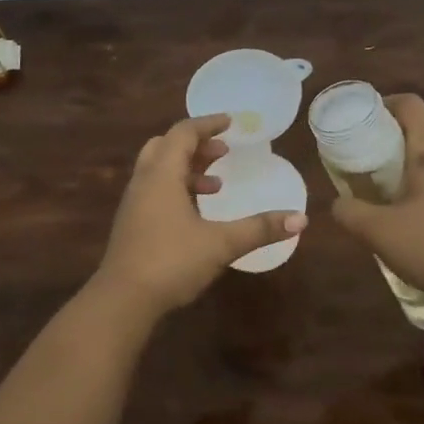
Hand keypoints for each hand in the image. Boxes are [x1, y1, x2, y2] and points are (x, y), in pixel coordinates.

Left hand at [94, 113, 307, 318]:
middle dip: (196, 144)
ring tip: (217, 184)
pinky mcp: (132, 223)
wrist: (122, 300)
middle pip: (166, 146)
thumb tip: (301, 218)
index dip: (208, 124)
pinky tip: (197, 214)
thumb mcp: (221, 244)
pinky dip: (177, 188)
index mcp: (162, 174)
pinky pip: (155, 190)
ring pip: (159, 169)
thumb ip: (259, 228)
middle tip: (223, 152)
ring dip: (187, 168)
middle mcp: (144, 181)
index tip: (231, 122)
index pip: (183, 133)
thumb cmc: (171, 262)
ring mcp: (134, 203)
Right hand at [328, 93, 423, 305]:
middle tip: (358, 156)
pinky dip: (411, 184)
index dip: (385, 103)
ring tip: (373, 185)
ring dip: (397, 163)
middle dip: (383, 137)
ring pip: (423, 157)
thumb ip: (349, 211)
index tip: (361, 119)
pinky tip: (397, 212)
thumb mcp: (376, 230)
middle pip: (414, 130)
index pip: (411, 105)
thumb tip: (338, 203)